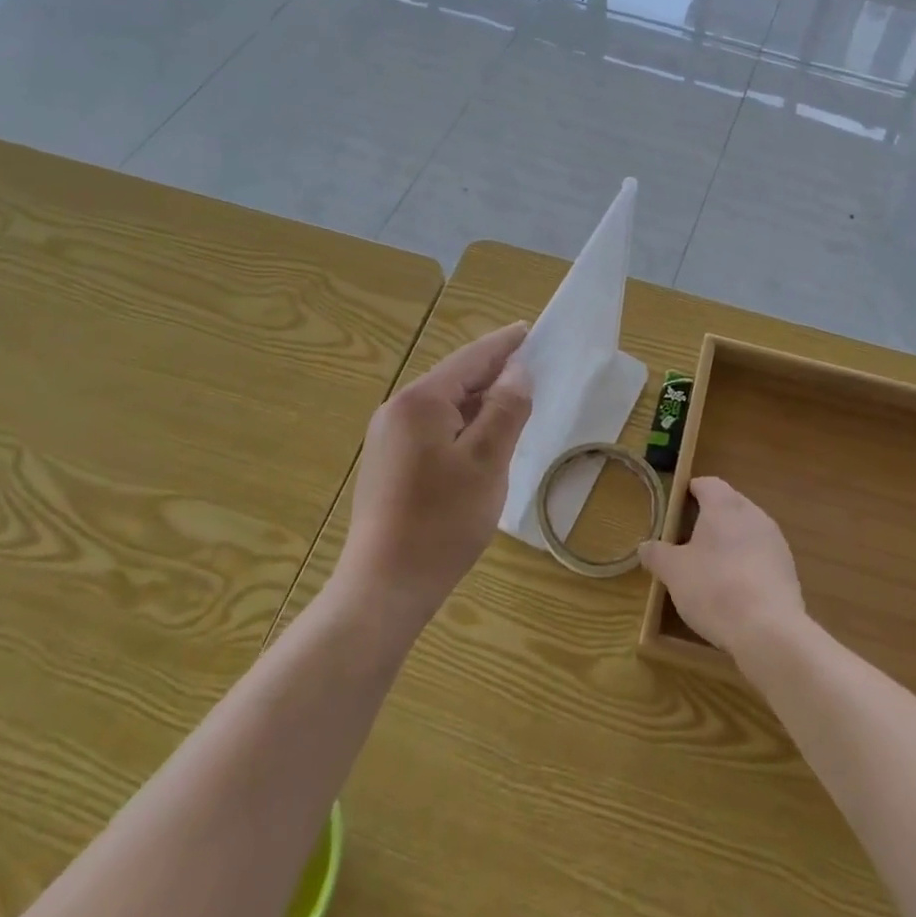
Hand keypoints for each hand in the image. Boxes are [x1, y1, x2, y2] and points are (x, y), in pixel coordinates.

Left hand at [339, 323, 533, 627]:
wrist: (385, 586)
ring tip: (513, 403)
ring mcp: (387, 437)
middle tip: (530, 369)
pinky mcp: (387, 463)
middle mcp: (397, 409)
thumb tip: (517, 371)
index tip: (530, 330)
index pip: (471, 359)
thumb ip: (505, 409)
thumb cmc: (443, 520)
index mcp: (420, 401)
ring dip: (478, 402)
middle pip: (455, 380)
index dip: (504, 345)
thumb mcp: (487, 461)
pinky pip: (432, 429)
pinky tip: (481, 440)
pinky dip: (462, 426)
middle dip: (493, 373)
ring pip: (444, 406)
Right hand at [638, 478, 805, 657]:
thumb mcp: (674, 572)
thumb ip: (657, 555)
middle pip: (729, 504)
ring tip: (712, 565)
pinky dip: (747, 563)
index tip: (677, 507)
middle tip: (689, 538)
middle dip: (710, 517)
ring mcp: (775, 540)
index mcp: (724, 505)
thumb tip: (644, 547)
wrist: (769, 630)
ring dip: (730, 540)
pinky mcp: (788, 568)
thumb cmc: (714, 588)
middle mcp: (753, 514)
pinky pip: (761, 555)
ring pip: (747, 529)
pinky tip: (736, 588)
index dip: (690, 491)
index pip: (707, 483)